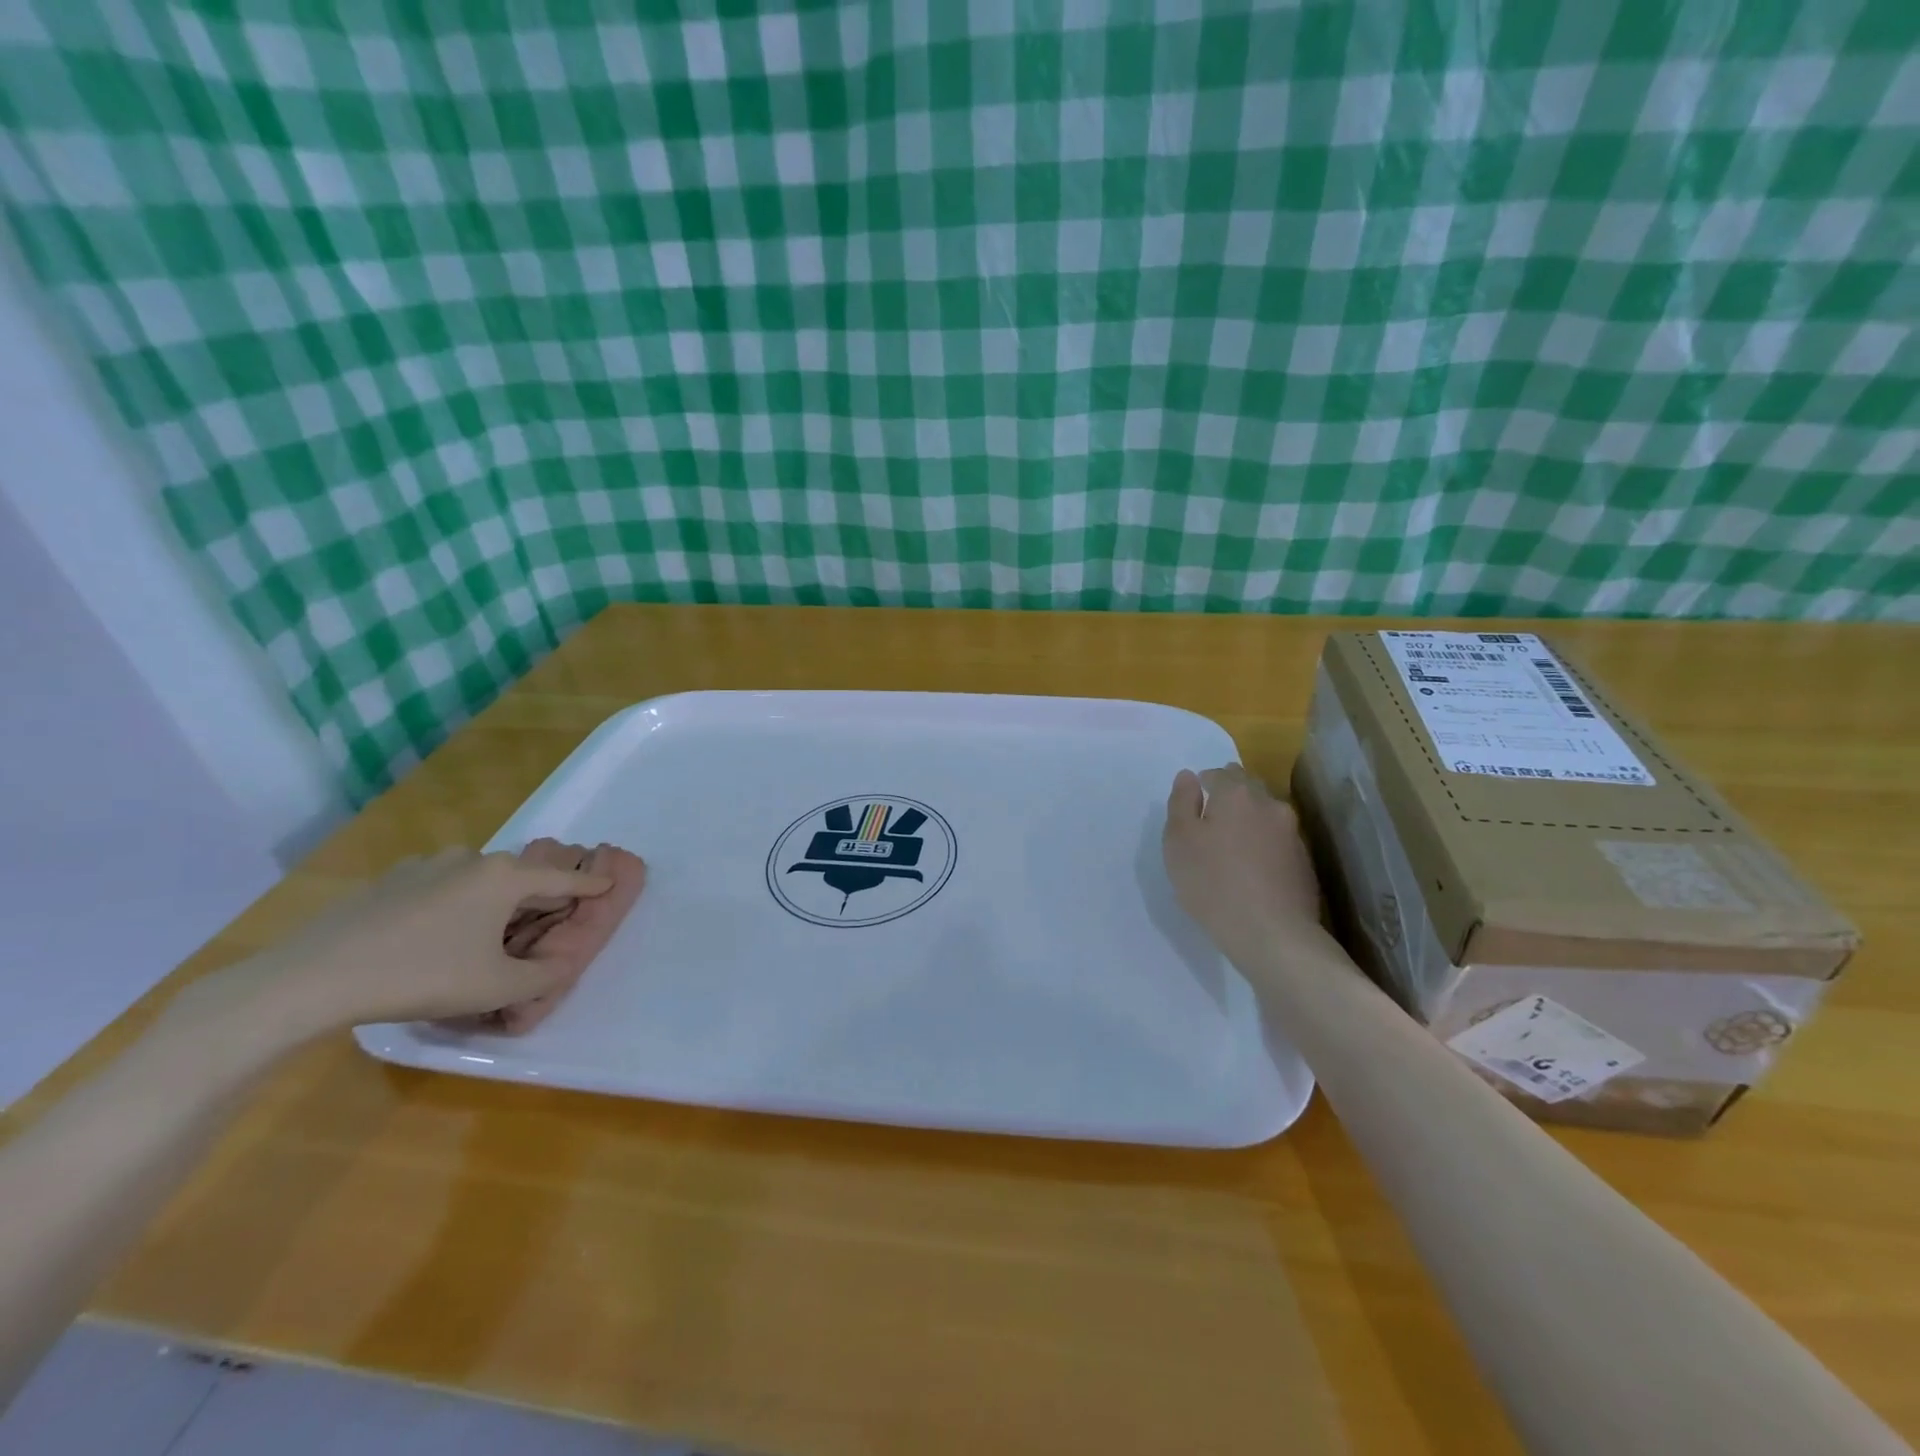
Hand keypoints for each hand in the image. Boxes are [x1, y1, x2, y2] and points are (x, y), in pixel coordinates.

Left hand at [197, 848, 621, 1036]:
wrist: (312, 978)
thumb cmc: (422, 976)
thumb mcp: (495, 989)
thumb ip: (542, 977)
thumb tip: (562, 966)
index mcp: (505, 878)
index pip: (563, 880)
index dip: (591, 884)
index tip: (612, 881)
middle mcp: (472, 859)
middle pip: (521, 876)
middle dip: (539, 896)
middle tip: (546, 921)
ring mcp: (426, 865)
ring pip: (479, 879)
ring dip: (494, 899)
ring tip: (487, 931)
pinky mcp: (388, 880)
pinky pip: (440, 886)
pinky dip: (454, 902)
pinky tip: (435, 933)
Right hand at [1162, 764, 1323, 962]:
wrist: (1272, 934)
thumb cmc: (1213, 883)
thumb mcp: (1178, 840)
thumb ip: (1181, 802)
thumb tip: (1188, 776)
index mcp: (1236, 794)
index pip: (1218, 774)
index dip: (1202, 785)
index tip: (1192, 806)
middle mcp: (1270, 805)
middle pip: (1247, 788)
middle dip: (1229, 796)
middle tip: (1210, 820)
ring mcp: (1292, 834)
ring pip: (1266, 815)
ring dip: (1249, 821)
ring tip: (1232, 845)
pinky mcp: (1305, 862)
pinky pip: (1278, 842)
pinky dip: (1264, 845)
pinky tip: (1252, 868)